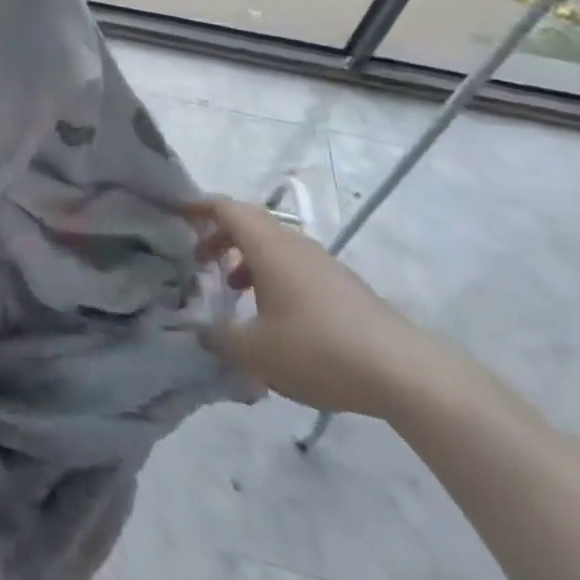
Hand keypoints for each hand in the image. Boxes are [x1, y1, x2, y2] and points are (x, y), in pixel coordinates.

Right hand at [182, 197, 440, 418]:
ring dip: (247, 260)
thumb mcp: (256, 351)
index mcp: (267, 244)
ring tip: (233, 292)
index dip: (197, 207)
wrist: (404, 372)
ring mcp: (321, 263)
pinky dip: (273, 278)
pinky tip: (275, 319)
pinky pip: (295, 268)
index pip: (224, 208)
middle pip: (249, 223)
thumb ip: (220, 338)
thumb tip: (200, 332)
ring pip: (273, 247)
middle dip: (220, 237)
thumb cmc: (318, 348)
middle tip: (198, 260)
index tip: (175, 213)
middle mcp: (293, 243)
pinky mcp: (342, 286)